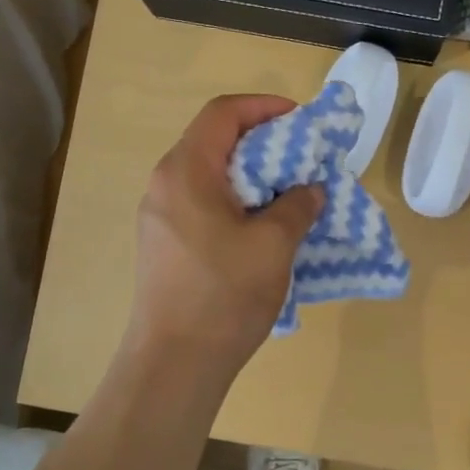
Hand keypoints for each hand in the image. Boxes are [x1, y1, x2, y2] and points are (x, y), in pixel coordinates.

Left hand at [128, 94, 322, 383]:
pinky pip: (204, 205)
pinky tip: (264, 229)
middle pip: (215, 141)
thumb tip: (309, 190)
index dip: (264, 106)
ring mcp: (160, 216)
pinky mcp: (164, 244)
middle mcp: (165, 184)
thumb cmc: (224, 295)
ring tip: (290, 195)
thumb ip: (297, 205)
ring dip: (253, 176)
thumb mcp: (274, 245)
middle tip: (304, 160)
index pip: (223, 113)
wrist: (175, 362)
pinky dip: (237, 202)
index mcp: (186, 171)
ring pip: (211, 176)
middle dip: (264, 143)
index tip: (301, 121)